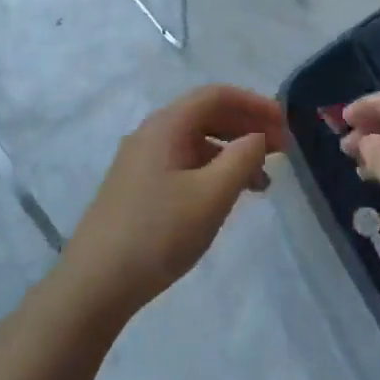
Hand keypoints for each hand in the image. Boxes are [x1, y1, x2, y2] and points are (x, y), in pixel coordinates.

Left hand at [58, 85, 285, 318]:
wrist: (94, 284)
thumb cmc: (158, 234)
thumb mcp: (211, 196)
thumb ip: (242, 159)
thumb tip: (258, 137)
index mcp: (166, 126)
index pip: (216, 95)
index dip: (254, 104)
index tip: (285, 123)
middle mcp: (151, 133)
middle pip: (205, 114)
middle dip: (246, 127)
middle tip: (282, 149)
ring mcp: (141, 160)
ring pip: (195, 141)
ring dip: (231, 152)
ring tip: (262, 181)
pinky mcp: (137, 186)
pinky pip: (183, 163)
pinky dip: (212, 170)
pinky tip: (227, 197)